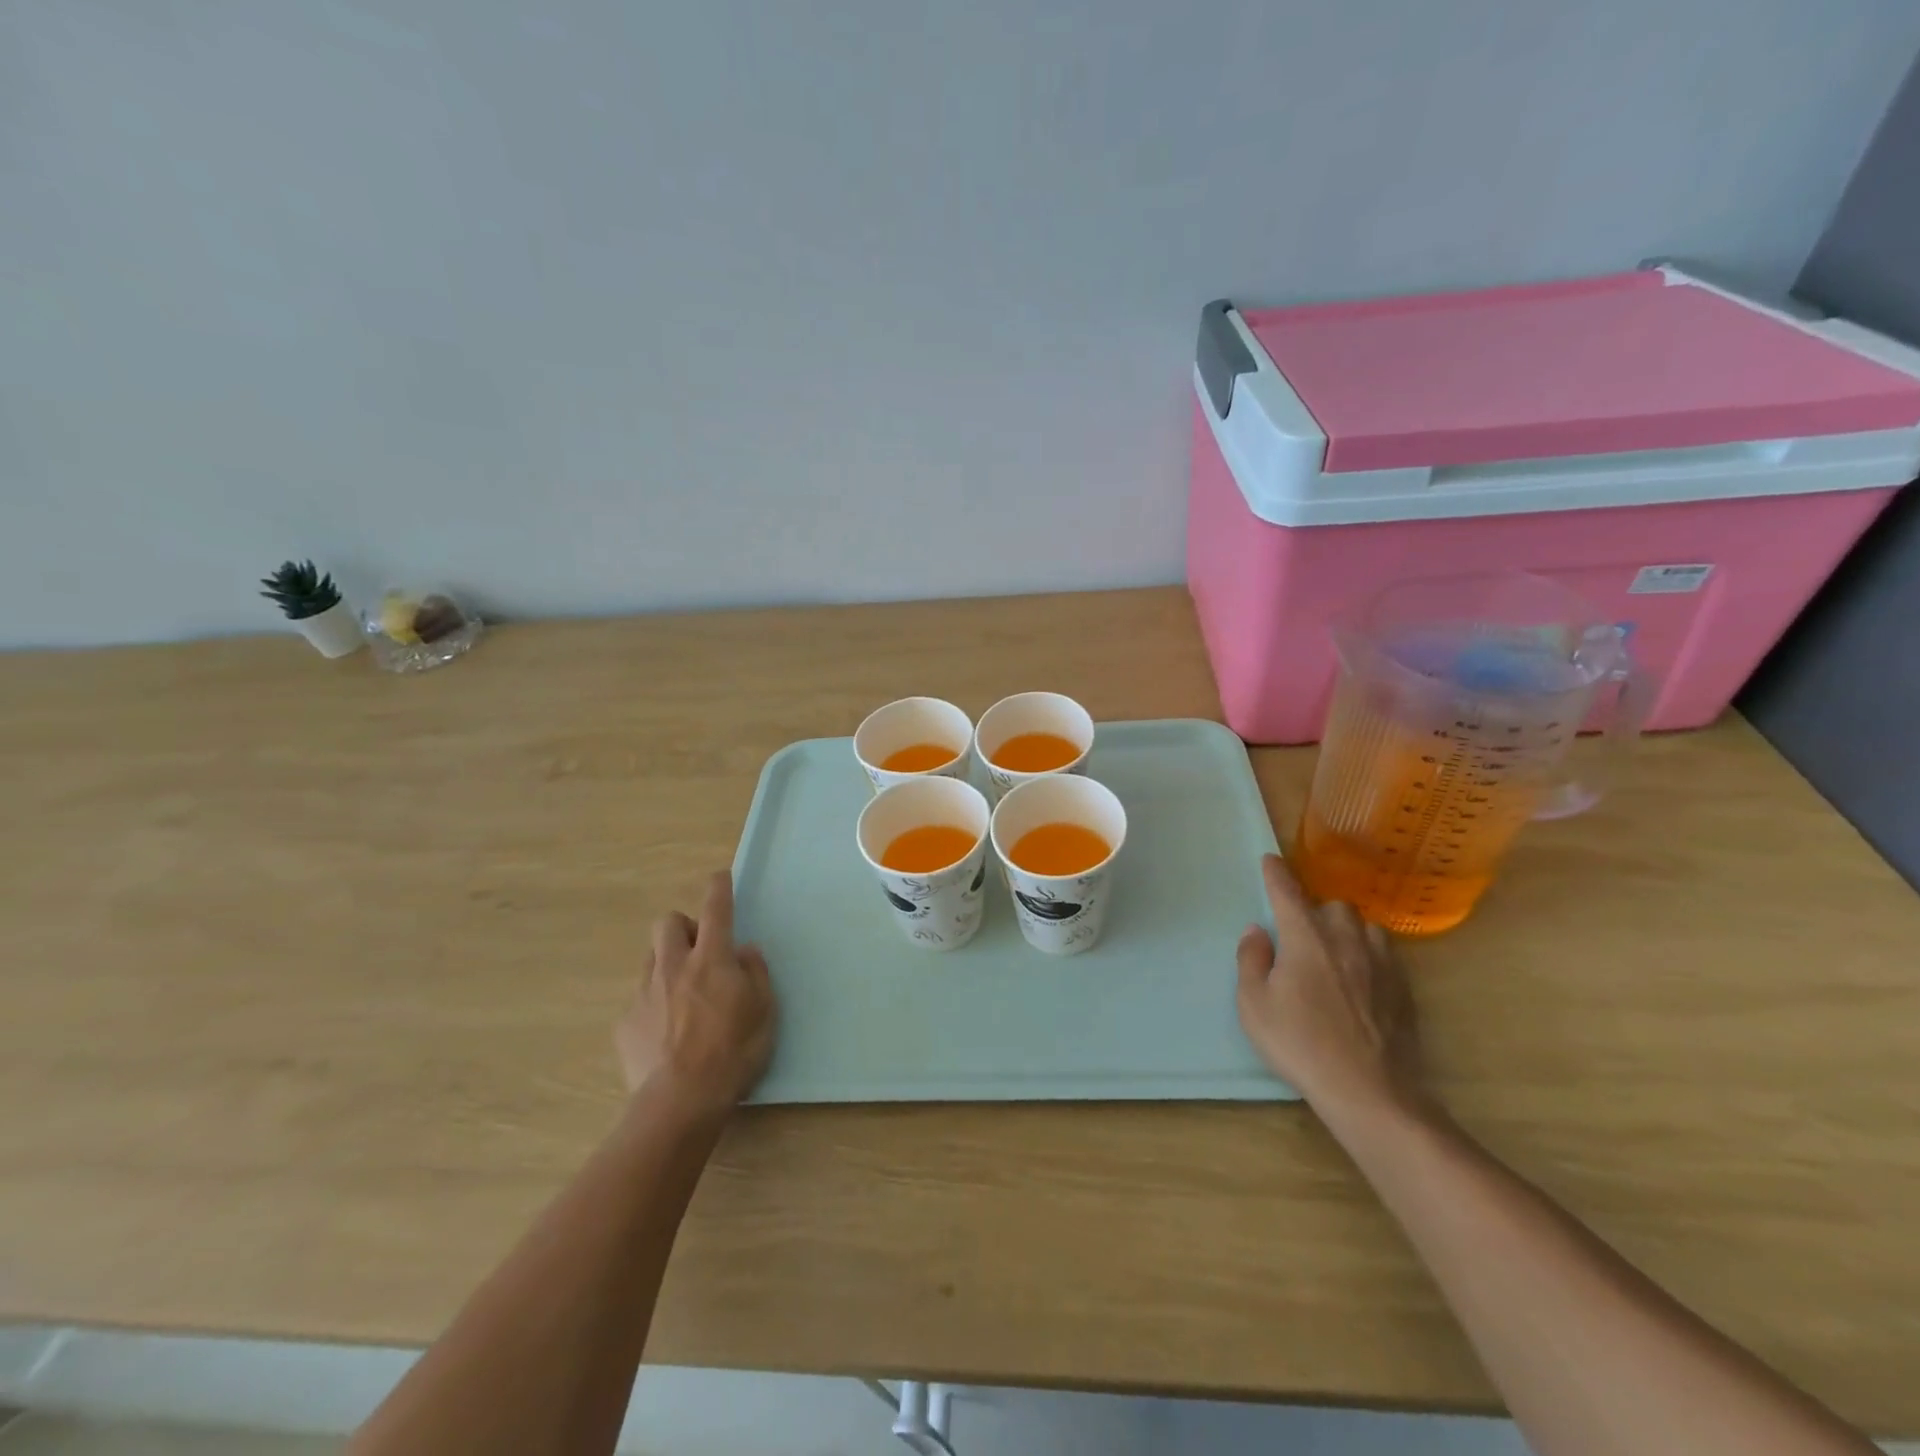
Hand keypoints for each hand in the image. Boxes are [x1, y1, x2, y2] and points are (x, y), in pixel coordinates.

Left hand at [616, 871, 775, 1116]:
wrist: (680, 1102)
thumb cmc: (733, 1052)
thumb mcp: (765, 1011)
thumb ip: (756, 973)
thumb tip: (744, 952)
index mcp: (711, 959)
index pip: (715, 909)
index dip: (718, 888)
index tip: (719, 878)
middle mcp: (673, 966)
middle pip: (667, 922)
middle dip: (682, 926)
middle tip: (699, 949)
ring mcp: (644, 993)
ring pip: (651, 958)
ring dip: (667, 963)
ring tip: (683, 994)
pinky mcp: (625, 1022)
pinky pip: (640, 998)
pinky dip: (654, 1004)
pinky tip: (666, 1033)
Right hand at [1236, 854, 1422, 1120]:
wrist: (1369, 1091)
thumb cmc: (1300, 1044)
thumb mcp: (1254, 1005)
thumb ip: (1251, 960)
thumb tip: (1257, 931)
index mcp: (1306, 938)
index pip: (1288, 892)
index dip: (1276, 873)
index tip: (1270, 860)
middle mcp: (1346, 940)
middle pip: (1333, 906)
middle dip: (1316, 910)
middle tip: (1301, 932)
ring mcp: (1381, 964)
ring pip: (1365, 927)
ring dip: (1347, 930)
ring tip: (1335, 951)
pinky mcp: (1403, 989)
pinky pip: (1385, 954)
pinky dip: (1368, 955)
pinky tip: (1360, 978)